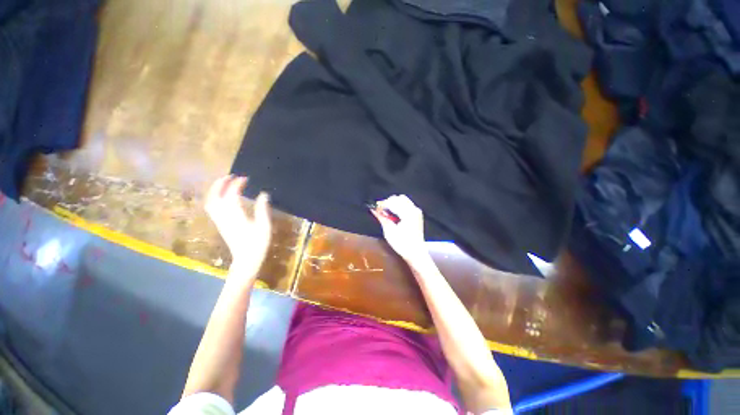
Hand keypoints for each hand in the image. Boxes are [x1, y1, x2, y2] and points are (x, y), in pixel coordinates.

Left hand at [205, 175, 271, 278]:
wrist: (246, 259)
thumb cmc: (258, 243)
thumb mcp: (264, 226)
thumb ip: (263, 209)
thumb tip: (263, 194)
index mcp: (236, 216)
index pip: (232, 195)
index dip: (237, 184)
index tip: (246, 178)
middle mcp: (224, 216)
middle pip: (216, 196)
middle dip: (221, 183)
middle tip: (231, 176)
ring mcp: (219, 221)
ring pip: (211, 201)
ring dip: (215, 190)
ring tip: (225, 183)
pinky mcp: (219, 224)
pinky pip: (211, 207)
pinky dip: (214, 198)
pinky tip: (222, 196)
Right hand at [370, 195, 428, 263]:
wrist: (416, 253)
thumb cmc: (402, 244)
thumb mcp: (389, 232)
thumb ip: (382, 218)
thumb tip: (373, 209)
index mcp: (408, 213)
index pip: (392, 202)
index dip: (382, 204)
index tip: (375, 209)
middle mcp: (414, 209)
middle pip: (398, 198)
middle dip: (388, 202)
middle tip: (380, 211)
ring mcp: (416, 211)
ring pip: (403, 200)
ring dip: (393, 204)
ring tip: (386, 213)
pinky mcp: (417, 214)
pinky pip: (406, 204)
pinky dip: (398, 206)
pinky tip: (393, 214)